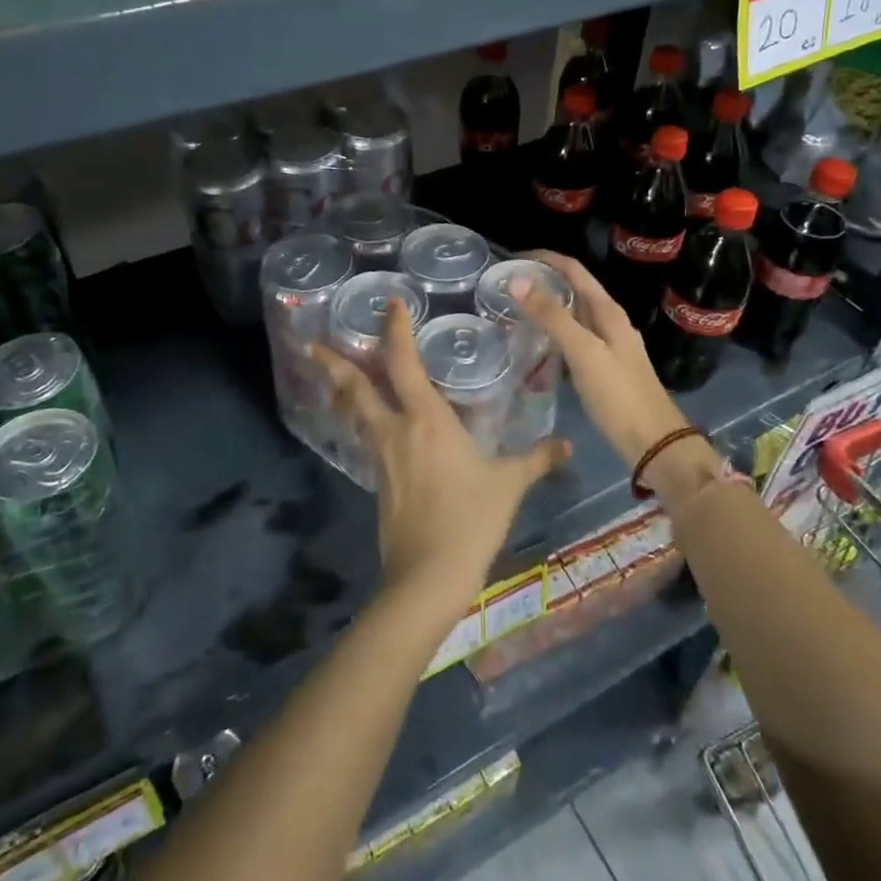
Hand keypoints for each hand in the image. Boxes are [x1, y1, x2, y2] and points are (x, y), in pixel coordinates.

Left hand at [311, 301, 569, 618]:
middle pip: (356, 388)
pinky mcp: (377, 484)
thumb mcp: (509, 485)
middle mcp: (395, 430)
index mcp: (426, 419)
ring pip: (355, 415)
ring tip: (332, 377)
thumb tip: (567, 445)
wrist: (428, 575)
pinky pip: (367, 441)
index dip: (395, 331)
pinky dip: (361, 424)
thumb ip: (537, 459)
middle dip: (333, 363)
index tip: (389, 305)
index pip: (403, 363)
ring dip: (342, 392)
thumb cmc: (470, 519)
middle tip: (313, 344)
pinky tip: (371, 428)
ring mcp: (382, 458)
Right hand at [513, 252, 692, 465]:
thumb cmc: (618, 395)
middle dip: (542, 281)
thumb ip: (551, 316)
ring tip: (512, 310)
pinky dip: (552, 333)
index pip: (573, 269)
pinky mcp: (603, 366)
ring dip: (546, 307)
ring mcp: (608, 344)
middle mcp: (609, 321)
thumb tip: (518, 279)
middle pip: (573, 289)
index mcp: (608, 311)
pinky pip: (573, 338)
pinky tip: (534, 344)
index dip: (544, 259)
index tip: (510, 260)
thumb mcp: (583, 352)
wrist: (653, 442)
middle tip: (504, 286)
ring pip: (572, 314)